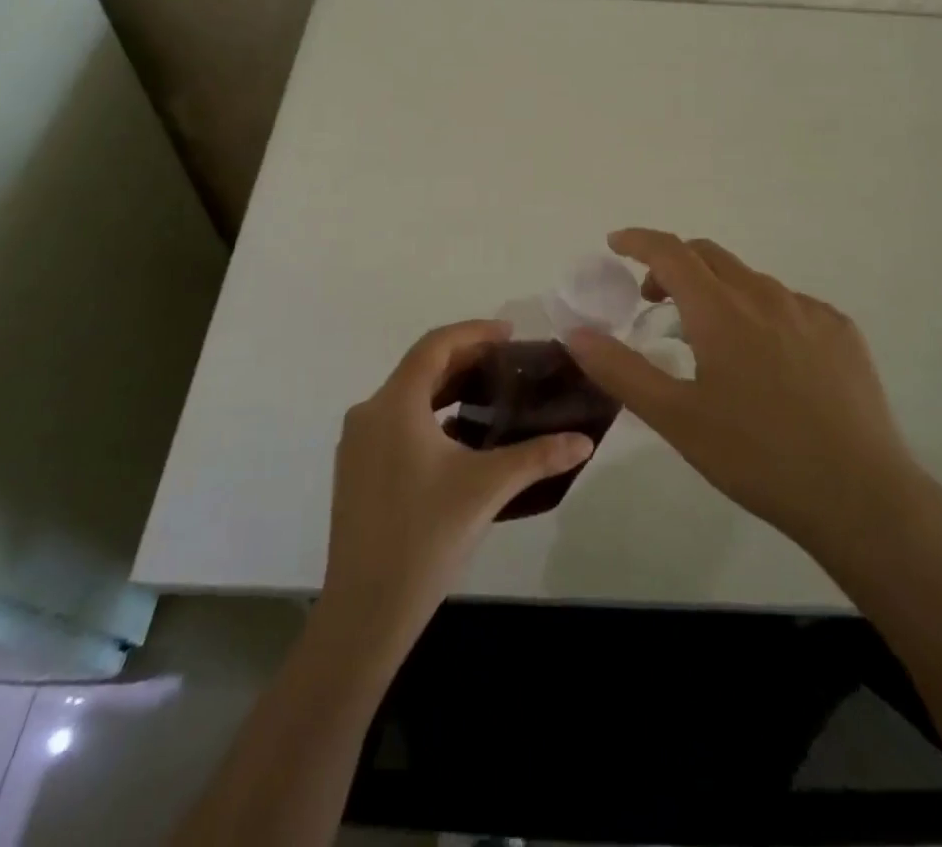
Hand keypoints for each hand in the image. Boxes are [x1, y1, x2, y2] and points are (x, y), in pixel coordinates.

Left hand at [321, 319, 595, 647]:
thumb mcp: (487, 488)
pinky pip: (396, 423)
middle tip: (508, 364)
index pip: (435, 345)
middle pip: (420, 368)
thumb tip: (585, 441)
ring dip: (447, 388)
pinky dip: (429, 416)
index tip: (510, 333)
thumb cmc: (425, 536)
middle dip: (465, 359)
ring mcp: (357, 444)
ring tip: (489, 395)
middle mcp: (369, 413)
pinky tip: (460, 438)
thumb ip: (538, 457)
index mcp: (395, 404)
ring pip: (407, 396)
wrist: (365, 611)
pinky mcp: (356, 470)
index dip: (474, 332)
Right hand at [567, 229, 926, 560]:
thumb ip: (620, 370)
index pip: (671, 251)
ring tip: (708, 338)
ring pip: (750, 280)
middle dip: (673, 265)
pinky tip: (766, 359)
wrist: (859, 495)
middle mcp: (765, 295)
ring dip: (717, 290)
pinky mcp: (841, 331)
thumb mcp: (676, 418)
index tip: (616, 244)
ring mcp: (809, 310)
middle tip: (654, 298)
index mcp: (721, 310)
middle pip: (709, 255)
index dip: (639, 241)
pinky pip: (788, 304)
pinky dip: (759, 312)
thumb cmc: (755, 456)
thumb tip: (575, 333)